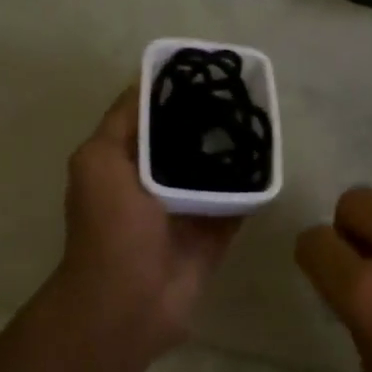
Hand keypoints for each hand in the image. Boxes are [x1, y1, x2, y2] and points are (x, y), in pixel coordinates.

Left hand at [50, 85, 242, 361]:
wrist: (130, 301)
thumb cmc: (110, 227)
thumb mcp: (99, 161)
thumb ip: (123, 123)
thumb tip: (147, 82)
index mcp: (124, 161)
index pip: (149, 117)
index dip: (172, 91)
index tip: (205, 70)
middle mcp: (155, 181)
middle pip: (187, 141)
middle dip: (210, 119)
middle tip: (242, 95)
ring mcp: (188, 207)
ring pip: (217, 169)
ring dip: (234, 151)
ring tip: (262, 121)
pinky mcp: (216, 230)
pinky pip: (239, 200)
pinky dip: (253, 185)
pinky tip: (272, 160)